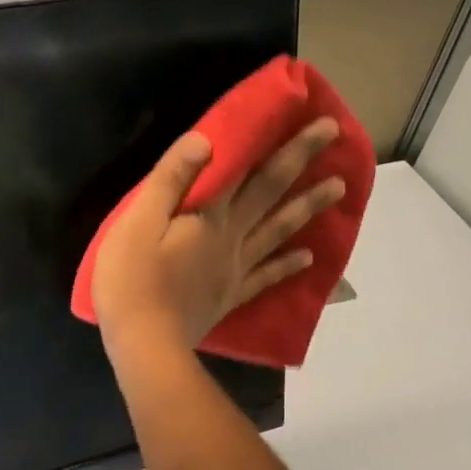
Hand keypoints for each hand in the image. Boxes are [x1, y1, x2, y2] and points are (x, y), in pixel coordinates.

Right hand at [92, 118, 343, 354]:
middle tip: (334, 137)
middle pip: (272, 194)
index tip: (321, 124)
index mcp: (210, 216)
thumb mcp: (138, 221)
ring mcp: (235, 269)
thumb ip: (171, 180)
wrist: (145, 345)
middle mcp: (232, 237)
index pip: (253, 171)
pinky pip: (266, 276)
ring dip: (308, 207)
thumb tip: (207, 139)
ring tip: (338, 188)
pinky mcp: (230, 296)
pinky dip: (289, 265)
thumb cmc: (132, 279)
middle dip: (302, 162)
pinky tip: (309, 257)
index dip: (287, 146)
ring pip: (279, 231)